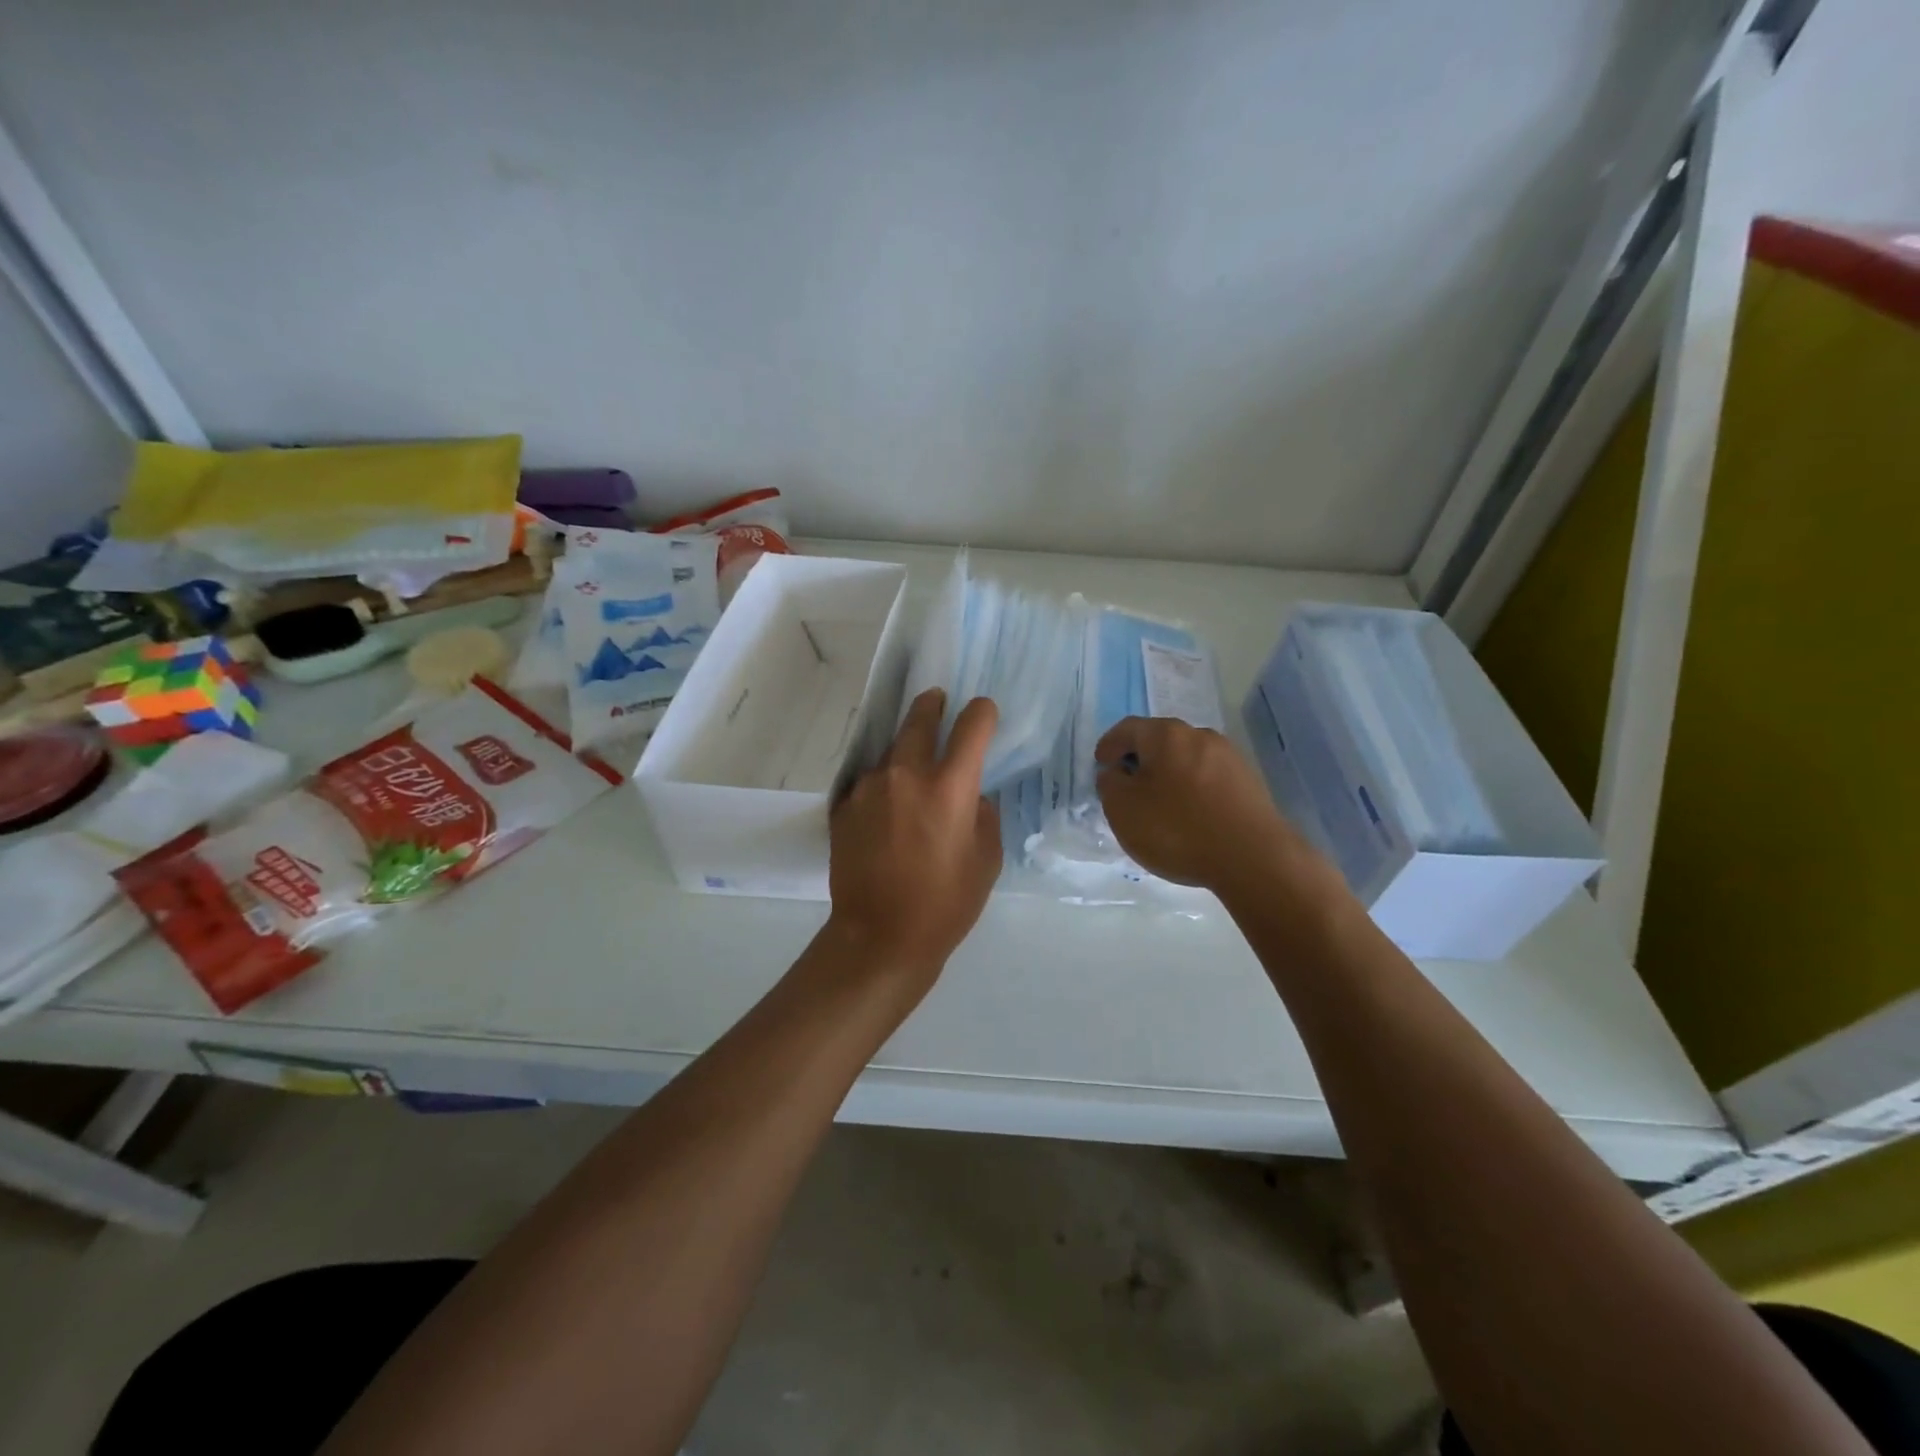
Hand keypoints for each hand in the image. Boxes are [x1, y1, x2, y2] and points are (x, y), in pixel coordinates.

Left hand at [828, 689, 1002, 980]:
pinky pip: (868, 783)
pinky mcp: (844, 807)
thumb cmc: (946, 903)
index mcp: (950, 786)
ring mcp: (869, 788)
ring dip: (904, 753)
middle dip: (931, 706)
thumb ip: (982, 815)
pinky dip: (882, 786)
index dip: (981, 713)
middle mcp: (906, 774)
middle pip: (918, 720)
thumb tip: (970, 796)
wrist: (880, 937)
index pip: (971, 726)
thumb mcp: (986, 859)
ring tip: (911, 770)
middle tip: (936, 700)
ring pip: (890, 753)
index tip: (983, 712)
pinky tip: (886, 808)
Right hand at [1095, 716, 1313, 895]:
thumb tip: (1116, 773)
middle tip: (1126, 785)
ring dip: (1169, 776)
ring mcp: (1230, 758)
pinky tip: (1190, 816)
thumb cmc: (1177, 828)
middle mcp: (1200, 736)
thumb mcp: (1123, 809)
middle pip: (1160, 741)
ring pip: (1187, 760)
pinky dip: (1192, 790)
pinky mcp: (1250, 783)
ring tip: (1159, 805)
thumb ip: (1110, 785)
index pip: (1128, 728)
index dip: (1109, 745)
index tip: (1100, 766)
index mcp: (1166, 734)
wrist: (1252, 858)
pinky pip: (1209, 779)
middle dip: (1140, 759)